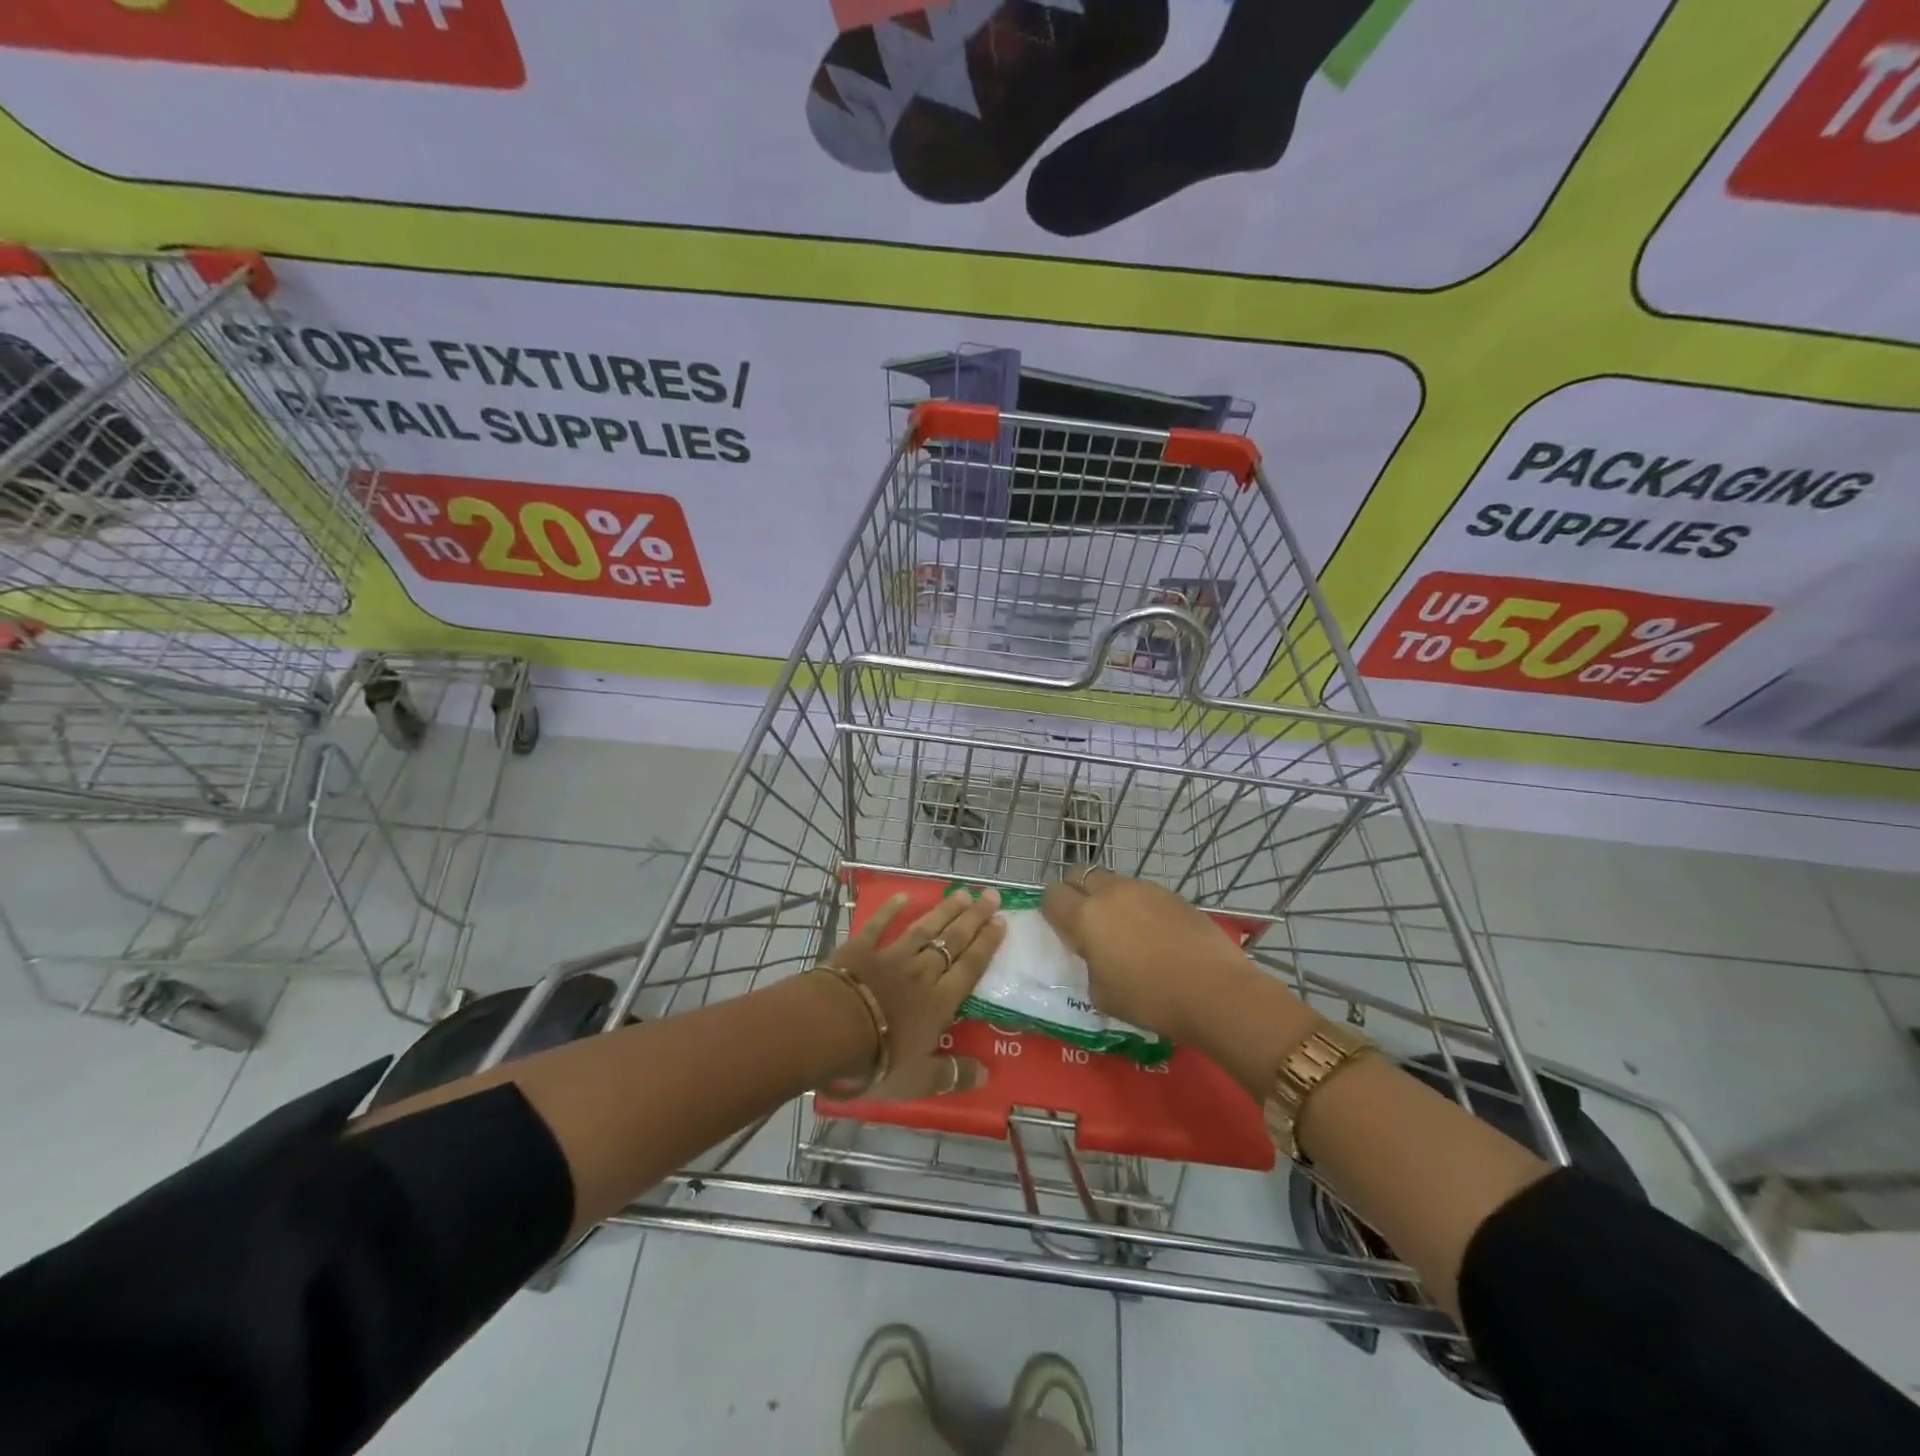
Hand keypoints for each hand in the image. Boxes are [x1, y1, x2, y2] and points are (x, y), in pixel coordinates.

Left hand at [823, 887, 1004, 1099]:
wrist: (830, 1029)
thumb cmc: (877, 1059)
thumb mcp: (919, 1080)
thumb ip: (952, 1074)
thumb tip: (985, 1074)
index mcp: (939, 1002)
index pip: (970, 967)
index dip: (987, 944)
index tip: (1001, 922)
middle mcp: (921, 972)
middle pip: (953, 940)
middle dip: (974, 918)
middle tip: (990, 895)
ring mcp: (890, 956)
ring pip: (924, 929)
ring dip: (944, 910)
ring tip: (961, 893)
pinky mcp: (860, 949)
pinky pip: (879, 925)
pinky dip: (890, 910)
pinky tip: (902, 896)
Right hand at [1041, 868, 1259, 1043]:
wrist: (1214, 990)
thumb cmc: (1150, 999)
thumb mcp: (1101, 994)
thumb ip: (1089, 964)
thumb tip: (1096, 954)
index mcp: (1085, 916)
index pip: (1051, 895)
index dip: (1052, 911)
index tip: (1062, 930)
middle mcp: (1110, 892)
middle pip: (1079, 873)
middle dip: (1075, 891)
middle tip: (1086, 922)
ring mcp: (1143, 888)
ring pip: (1112, 880)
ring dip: (1108, 897)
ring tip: (1123, 929)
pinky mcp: (1171, 894)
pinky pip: (1141, 892)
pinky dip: (1137, 905)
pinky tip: (1153, 933)